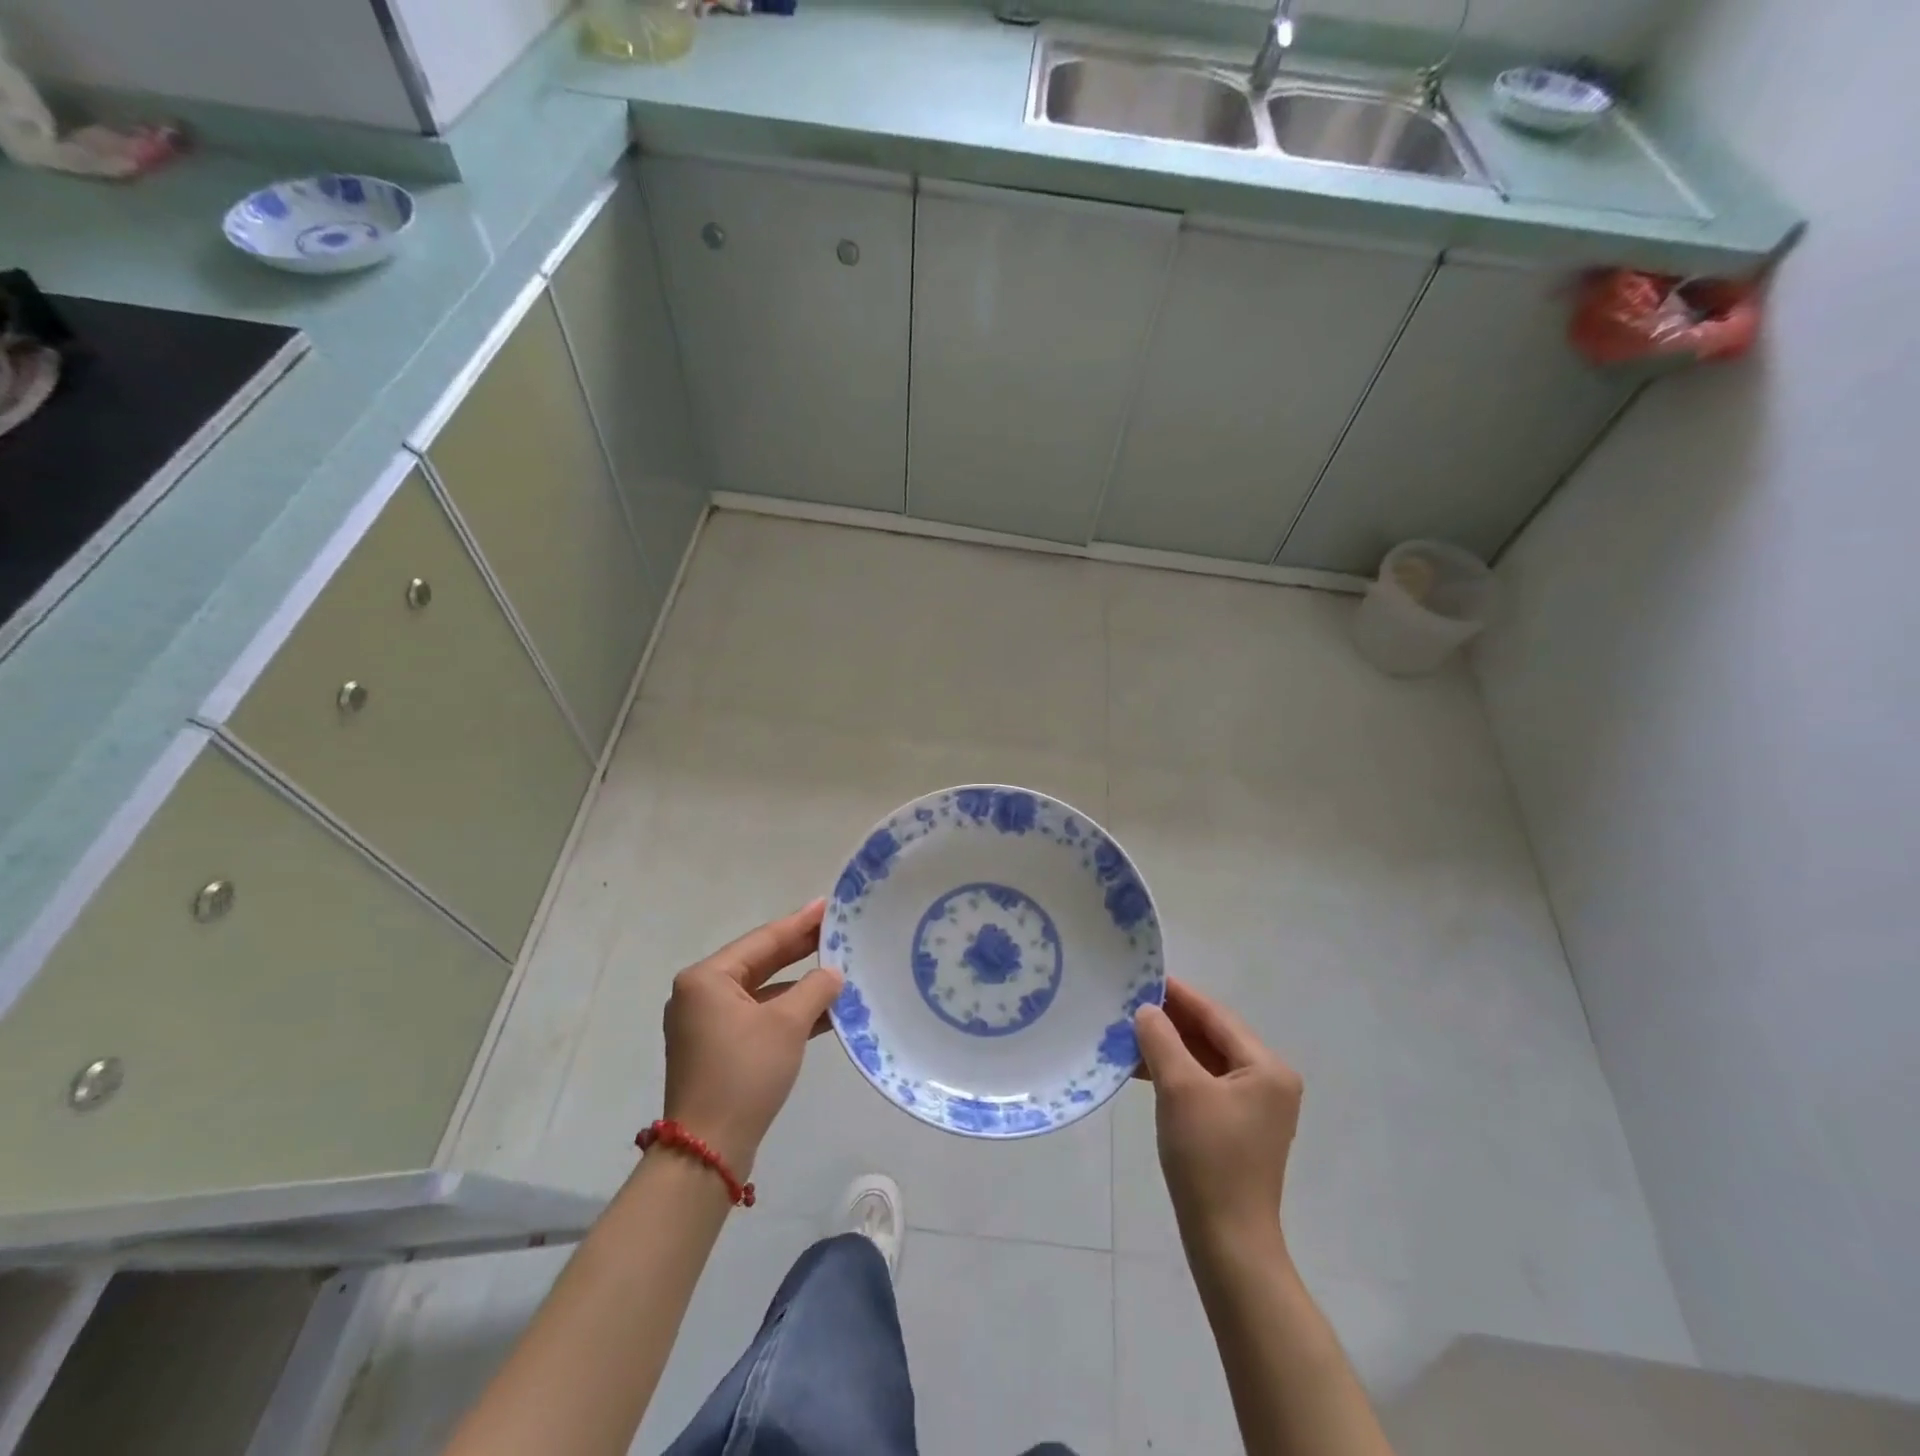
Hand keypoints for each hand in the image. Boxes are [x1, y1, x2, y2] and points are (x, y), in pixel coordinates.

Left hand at [660, 900, 843, 1175]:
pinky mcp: (716, 1050)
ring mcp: (705, 1024)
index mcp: (706, 979)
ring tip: (837, 968)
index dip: (799, 923)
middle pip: (759, 963)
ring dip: (797, 985)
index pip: (762, 940)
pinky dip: (786, 1012)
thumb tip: (833, 973)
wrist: (707, 1151)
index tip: (827, 905)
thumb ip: (815, 989)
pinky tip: (822, 1010)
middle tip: (835, 930)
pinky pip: (756, 1016)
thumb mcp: (787, 1024)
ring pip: (760, 991)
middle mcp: (700, 995)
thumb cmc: (744, 1073)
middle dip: (799, 950)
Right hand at [1134, 978, 1303, 1251]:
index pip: (1216, 1016)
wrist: (1227, 1241)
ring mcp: (1255, 1106)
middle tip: (1129, 1005)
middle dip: (1171, 1022)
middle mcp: (1268, 1081)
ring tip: (1128, 1035)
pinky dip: (1175, 1073)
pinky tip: (1143, 1069)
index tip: (1143, 977)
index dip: (1178, 995)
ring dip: (1169, 1047)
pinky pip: (1204, 1084)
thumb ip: (1161, 1039)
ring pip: (1205, 1060)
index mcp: (1266, 1067)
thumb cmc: (1208, 1157)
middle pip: (1213, 1036)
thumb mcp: (1179, 1088)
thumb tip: (1146, 1010)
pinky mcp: (1237, 1127)